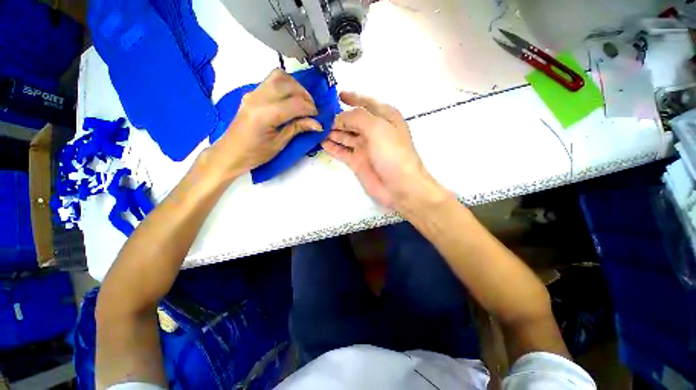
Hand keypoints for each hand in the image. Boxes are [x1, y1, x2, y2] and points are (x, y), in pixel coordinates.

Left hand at [207, 69, 322, 179]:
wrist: (230, 152)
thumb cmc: (255, 154)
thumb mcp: (279, 144)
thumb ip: (297, 128)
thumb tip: (317, 124)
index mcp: (264, 114)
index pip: (294, 103)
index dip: (310, 109)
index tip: (318, 118)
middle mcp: (257, 98)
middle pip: (287, 84)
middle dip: (305, 95)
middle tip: (312, 110)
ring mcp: (253, 93)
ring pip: (279, 77)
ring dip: (295, 87)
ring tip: (302, 102)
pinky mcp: (252, 93)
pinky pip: (271, 81)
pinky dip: (286, 86)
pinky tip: (290, 99)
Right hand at [322, 92, 448, 211]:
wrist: (399, 186)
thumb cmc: (392, 153)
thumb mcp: (378, 128)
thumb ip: (357, 117)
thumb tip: (338, 117)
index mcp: (384, 118)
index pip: (366, 103)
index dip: (353, 98)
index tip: (337, 95)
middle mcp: (374, 131)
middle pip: (352, 120)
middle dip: (337, 117)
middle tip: (319, 114)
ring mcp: (365, 147)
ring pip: (345, 135)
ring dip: (332, 131)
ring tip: (316, 127)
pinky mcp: (358, 162)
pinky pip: (342, 151)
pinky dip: (333, 147)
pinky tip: (321, 142)